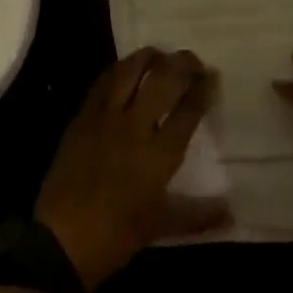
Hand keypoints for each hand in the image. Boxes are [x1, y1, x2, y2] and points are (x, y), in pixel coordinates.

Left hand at [36, 49, 228, 289]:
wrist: (61, 239)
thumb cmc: (116, 235)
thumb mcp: (161, 226)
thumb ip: (198, 215)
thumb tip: (231, 213)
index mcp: (159, 154)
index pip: (188, 110)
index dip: (202, 89)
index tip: (210, 77)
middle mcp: (135, 126)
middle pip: (163, 80)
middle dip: (182, 64)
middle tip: (192, 59)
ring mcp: (105, 117)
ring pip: (130, 71)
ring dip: (148, 57)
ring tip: (160, 54)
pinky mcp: (82, 116)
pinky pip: (102, 82)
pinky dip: (118, 70)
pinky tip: (125, 69)